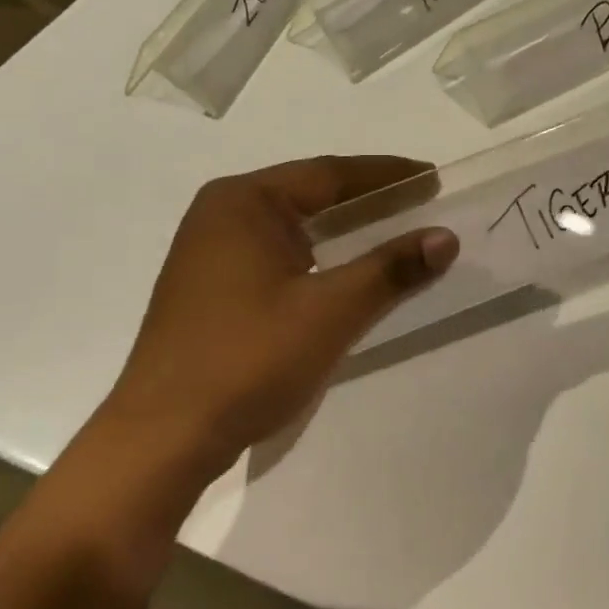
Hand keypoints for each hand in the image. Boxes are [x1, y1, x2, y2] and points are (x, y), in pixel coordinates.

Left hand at [102, 157, 456, 477]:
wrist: (163, 436)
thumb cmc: (248, 360)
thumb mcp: (330, 312)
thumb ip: (390, 270)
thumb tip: (445, 238)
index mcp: (244, 202)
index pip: (330, 173)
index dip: (387, 174)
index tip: (432, 176)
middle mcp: (221, 214)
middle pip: (309, 195)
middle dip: (366, 200)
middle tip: (420, 203)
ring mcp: (209, 252)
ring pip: (292, 228)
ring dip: (341, 230)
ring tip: (391, 233)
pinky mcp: (209, 288)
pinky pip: (275, 255)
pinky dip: (316, 257)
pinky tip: (340, 273)